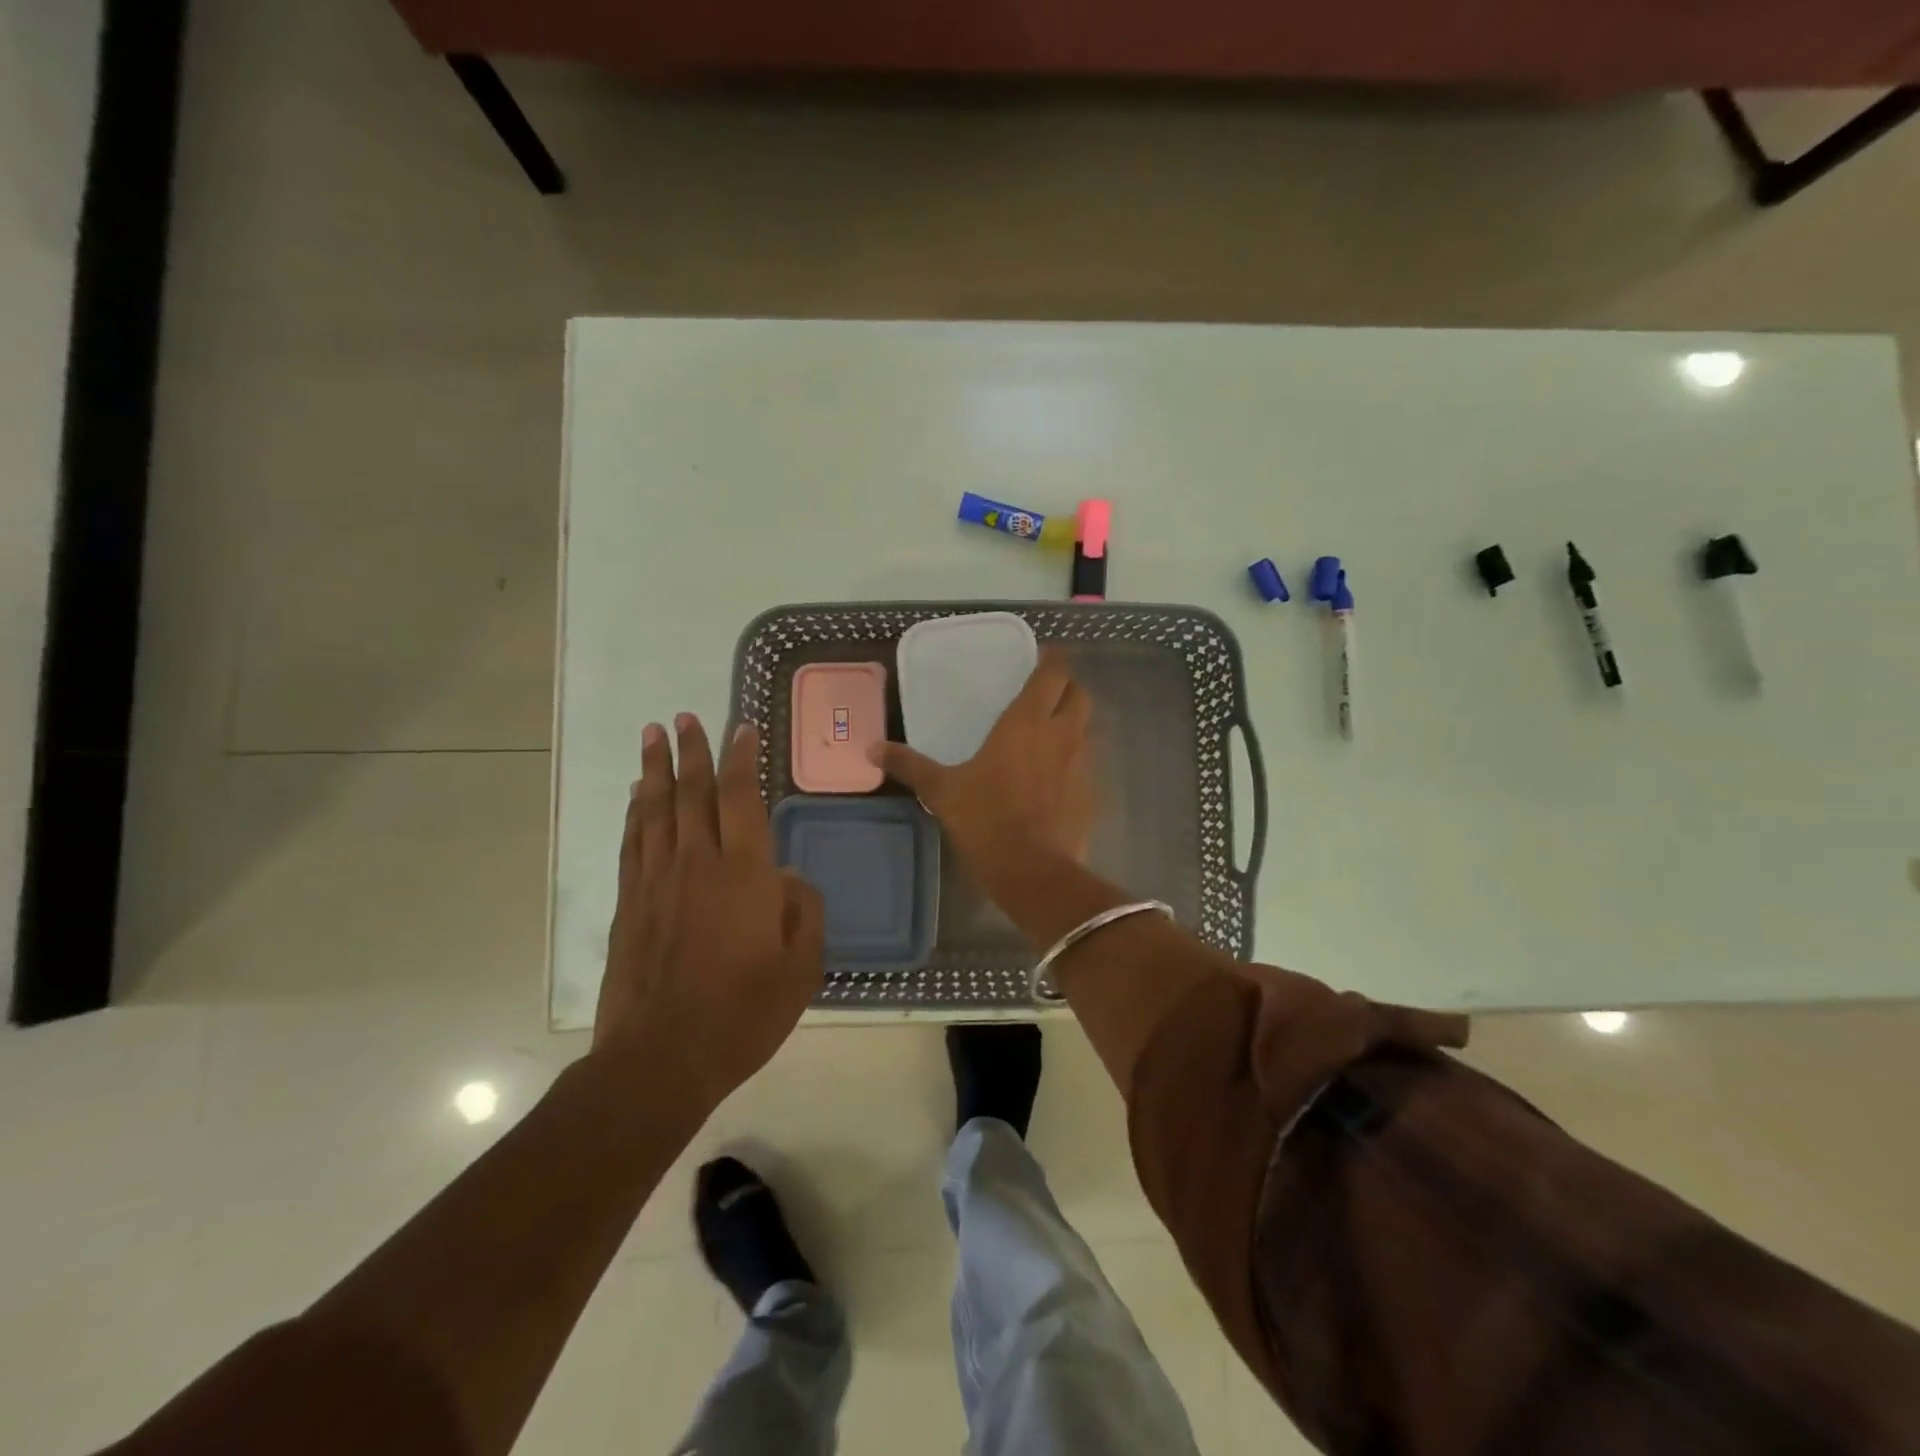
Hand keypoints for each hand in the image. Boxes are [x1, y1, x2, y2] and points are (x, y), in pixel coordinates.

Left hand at [595, 715, 823, 1110]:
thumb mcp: (800, 968)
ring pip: (656, 810)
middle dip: (690, 751)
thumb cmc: (742, 1014)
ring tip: (653, 736)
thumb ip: (804, 913)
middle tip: (683, 717)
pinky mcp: (629, 904)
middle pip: (692, 793)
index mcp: (744, 874)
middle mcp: (697, 864)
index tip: (741, 728)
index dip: (741, 759)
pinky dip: (635, 813)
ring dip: (655, 770)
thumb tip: (789, 878)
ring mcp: (657, 881)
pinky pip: (633, 843)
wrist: (660, 1059)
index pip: (741, 798)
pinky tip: (637, 798)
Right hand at [869, 651, 1097, 894]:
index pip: (1053, 673)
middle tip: (1046, 694)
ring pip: (1087, 728)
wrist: (1033, 871)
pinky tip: (1055, 779)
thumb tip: (872, 748)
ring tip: (1048, 735)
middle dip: (1068, 688)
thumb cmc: (986, 819)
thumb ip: (910, 765)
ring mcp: (1083, 764)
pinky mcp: (1092, 793)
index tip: (1044, 657)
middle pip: (1080, 694)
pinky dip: (1075, 762)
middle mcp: (1062, 733)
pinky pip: (1087, 764)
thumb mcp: (942, 790)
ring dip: (1072, 724)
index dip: (1053, 660)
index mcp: (1027, 721)